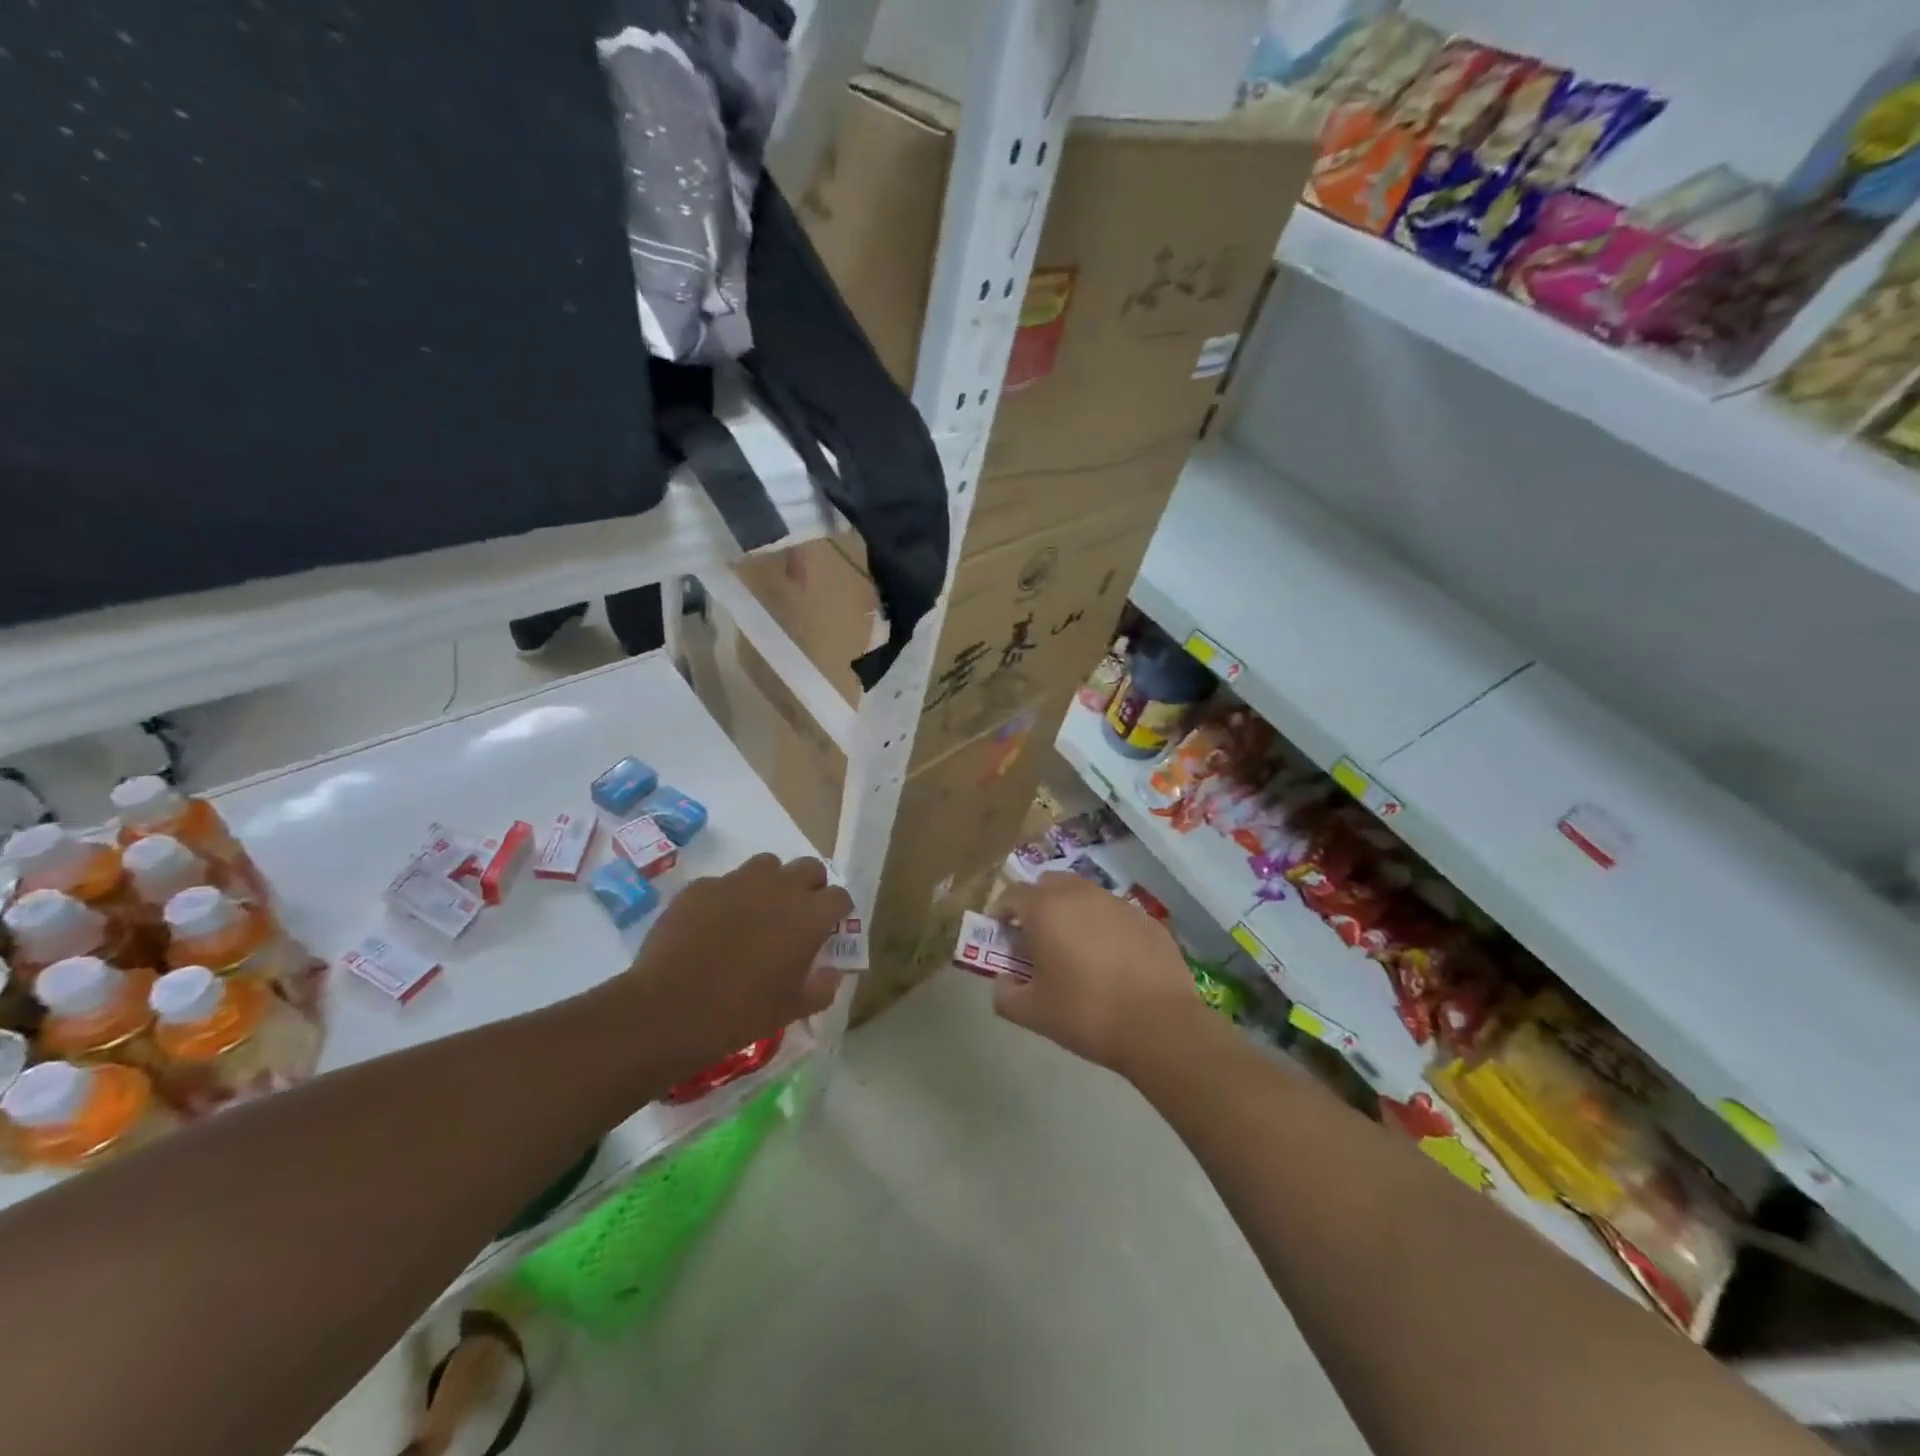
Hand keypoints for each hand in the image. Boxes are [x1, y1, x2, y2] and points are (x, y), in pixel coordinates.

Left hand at [616, 854, 851, 1080]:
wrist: (669, 1009)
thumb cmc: (742, 1013)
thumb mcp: (793, 1008)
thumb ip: (822, 986)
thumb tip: (830, 972)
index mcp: (809, 916)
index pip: (840, 896)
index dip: (837, 912)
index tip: (829, 929)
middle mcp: (780, 887)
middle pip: (809, 868)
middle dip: (809, 886)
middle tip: (797, 915)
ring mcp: (737, 881)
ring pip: (767, 865)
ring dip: (771, 883)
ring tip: (757, 911)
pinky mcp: (701, 886)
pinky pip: (724, 882)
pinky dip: (727, 897)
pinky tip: (713, 925)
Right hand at [992, 873, 1209, 1076]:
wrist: (1159, 1025)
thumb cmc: (1086, 1014)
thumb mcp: (1031, 1013)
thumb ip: (1004, 993)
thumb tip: (1004, 980)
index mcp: (1046, 909)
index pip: (1012, 894)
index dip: (1001, 912)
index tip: (1000, 933)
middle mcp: (1080, 894)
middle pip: (1049, 884)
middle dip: (1037, 904)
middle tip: (1036, 937)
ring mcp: (1118, 903)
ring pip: (1084, 895)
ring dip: (1072, 912)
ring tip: (1075, 948)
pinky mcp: (1147, 919)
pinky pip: (1114, 914)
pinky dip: (1104, 927)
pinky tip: (1112, 960)